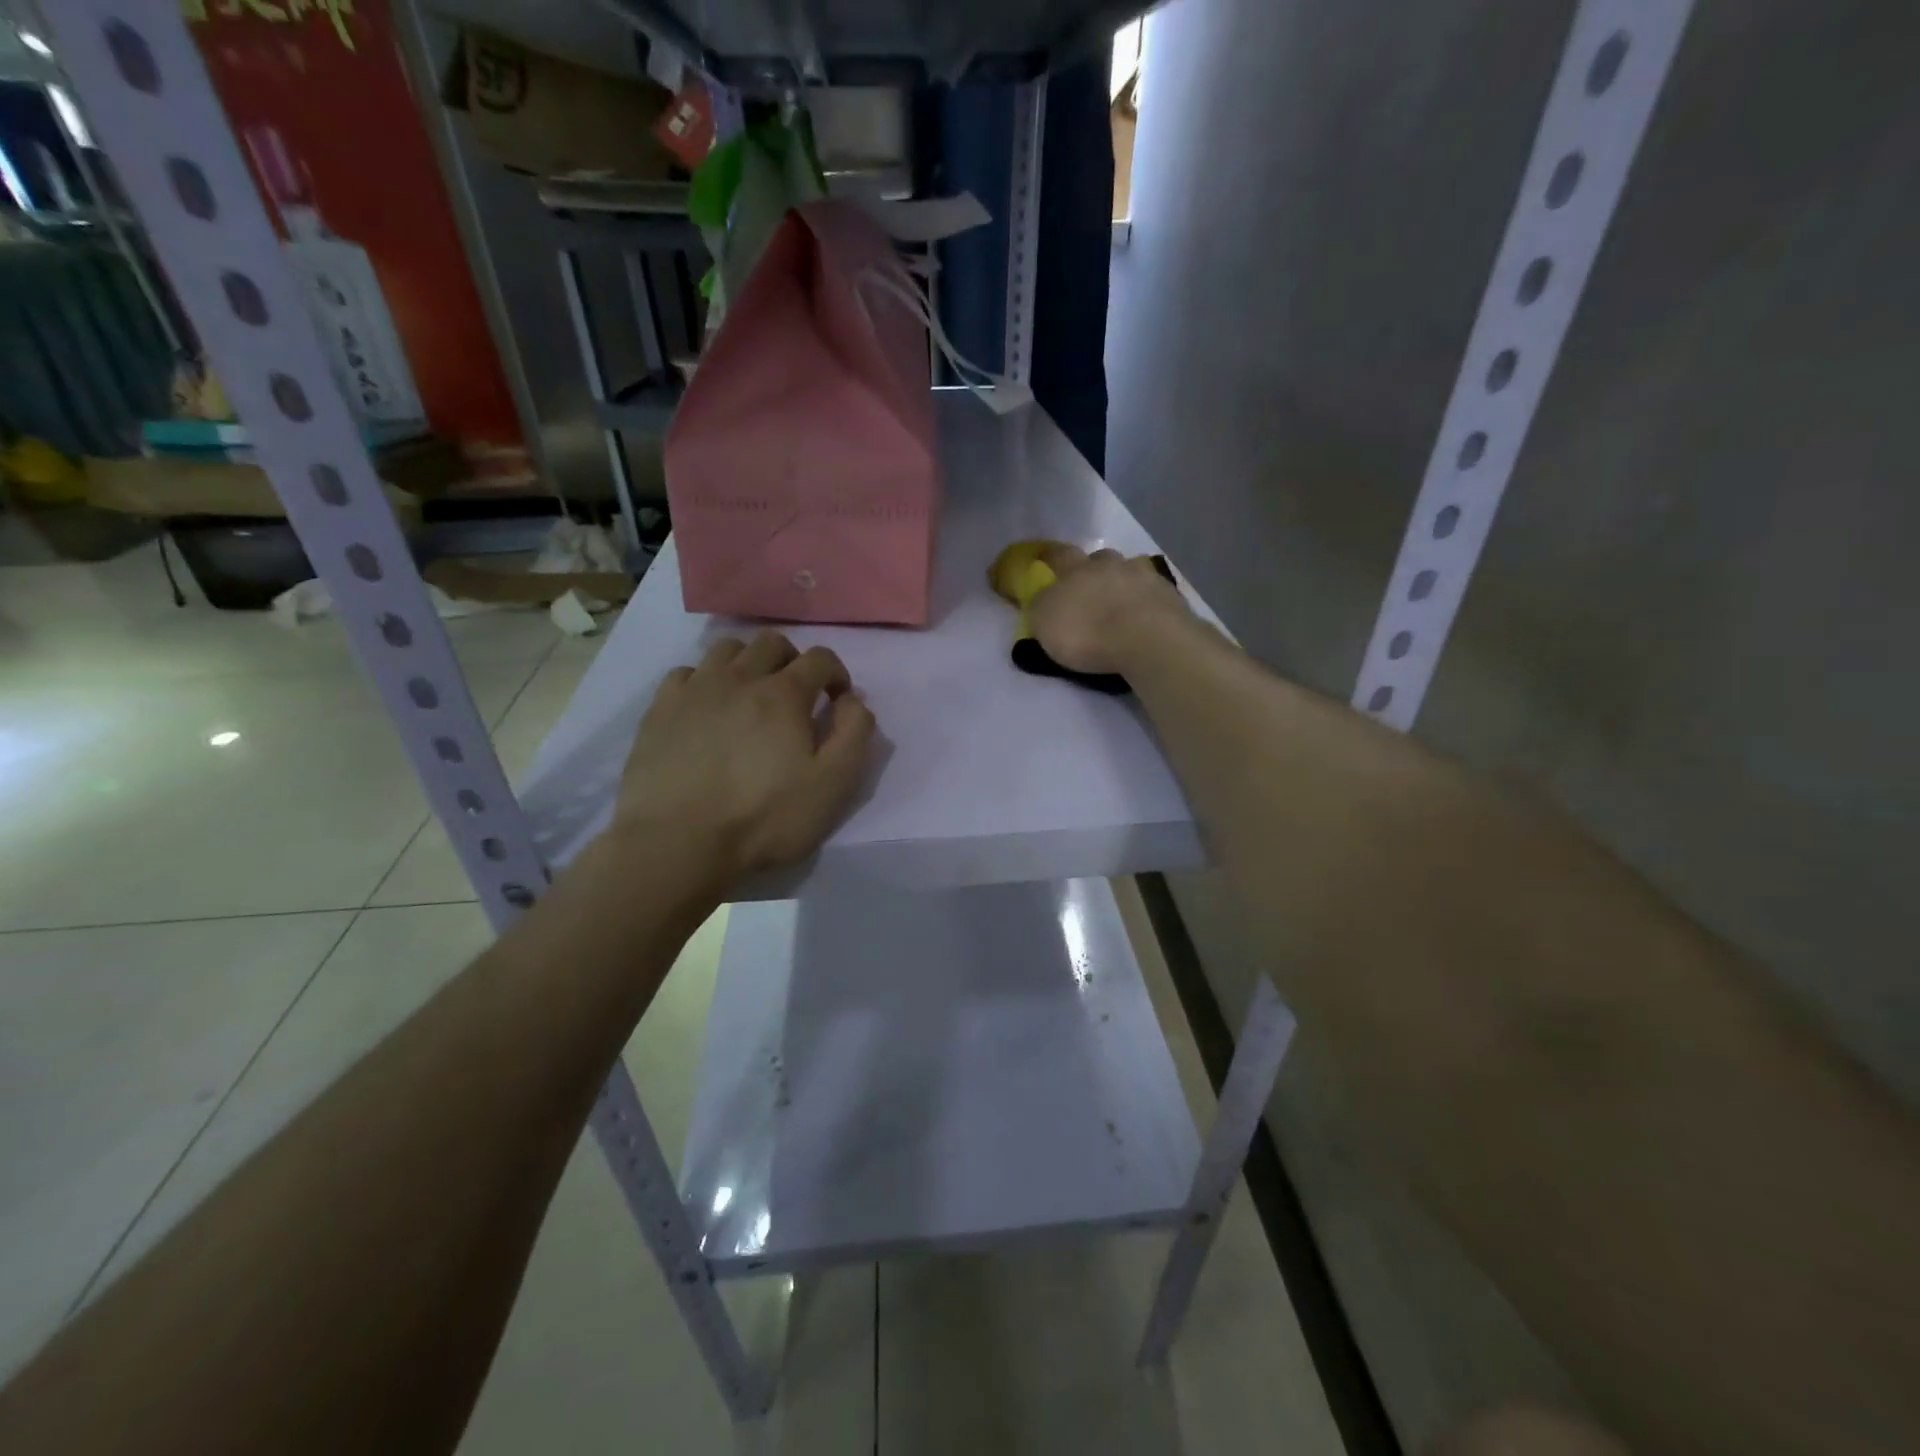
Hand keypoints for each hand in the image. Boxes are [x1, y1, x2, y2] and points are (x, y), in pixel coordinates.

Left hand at [614, 631, 875, 883]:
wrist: (678, 842)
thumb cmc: (764, 817)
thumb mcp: (832, 784)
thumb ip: (854, 733)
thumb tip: (853, 699)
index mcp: (784, 693)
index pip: (820, 658)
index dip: (836, 673)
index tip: (836, 698)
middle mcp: (740, 677)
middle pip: (772, 643)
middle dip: (792, 660)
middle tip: (795, 695)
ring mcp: (695, 689)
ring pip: (727, 649)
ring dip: (748, 663)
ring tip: (750, 696)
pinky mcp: (660, 708)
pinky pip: (686, 673)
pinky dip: (705, 681)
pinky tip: (706, 708)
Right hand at [1029, 546, 1192, 675]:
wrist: (1148, 640)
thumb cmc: (1088, 632)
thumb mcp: (1045, 623)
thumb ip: (1041, 607)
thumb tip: (1042, 599)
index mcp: (1077, 569)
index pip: (1058, 554)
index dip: (1049, 556)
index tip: (1044, 558)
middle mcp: (1111, 564)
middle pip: (1100, 558)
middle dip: (1094, 569)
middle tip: (1091, 587)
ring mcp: (1145, 577)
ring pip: (1130, 572)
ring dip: (1124, 583)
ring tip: (1122, 604)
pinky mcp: (1170, 597)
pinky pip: (1153, 593)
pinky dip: (1146, 602)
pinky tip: (1144, 618)